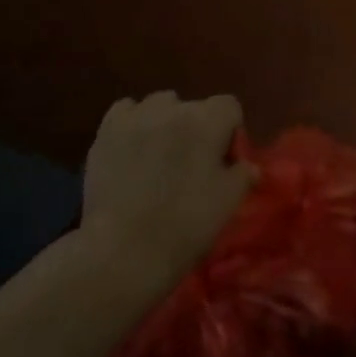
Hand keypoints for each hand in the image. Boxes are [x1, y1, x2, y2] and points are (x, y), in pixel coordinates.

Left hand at [82, 92, 257, 288]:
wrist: (124, 251)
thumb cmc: (185, 225)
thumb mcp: (228, 203)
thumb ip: (243, 175)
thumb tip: (248, 165)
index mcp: (209, 121)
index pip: (230, 107)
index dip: (229, 132)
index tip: (222, 161)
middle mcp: (175, 107)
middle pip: (193, 106)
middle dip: (196, 128)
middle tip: (189, 164)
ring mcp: (138, 116)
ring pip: (159, 105)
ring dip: (164, 123)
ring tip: (157, 155)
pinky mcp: (107, 130)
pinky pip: (126, 110)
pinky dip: (132, 123)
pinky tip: (130, 148)